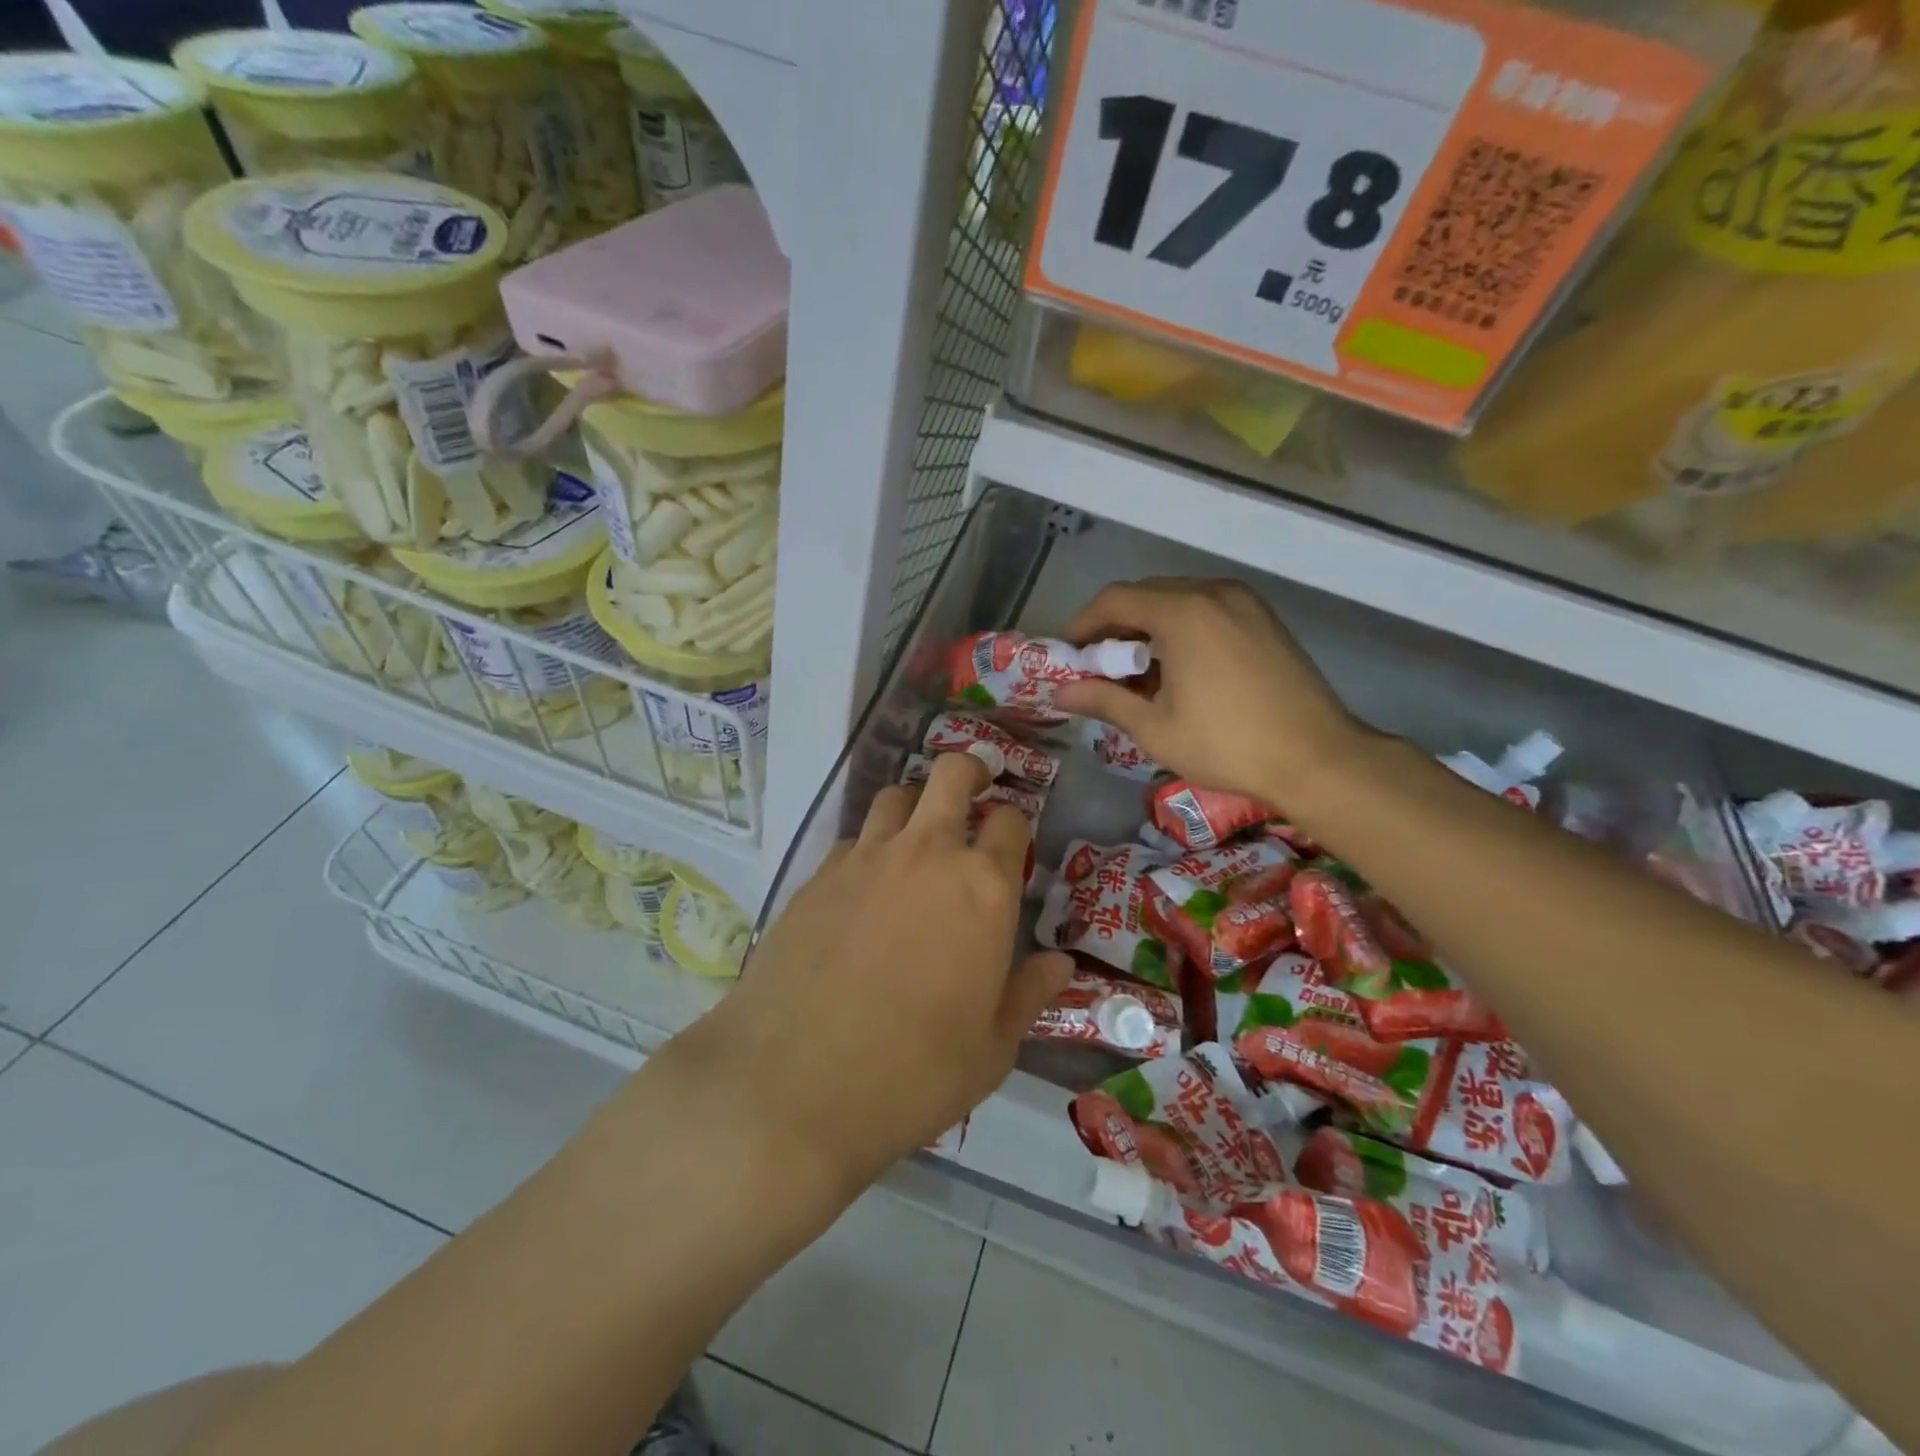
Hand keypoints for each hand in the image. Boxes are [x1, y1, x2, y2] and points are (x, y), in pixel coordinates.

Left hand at [687, 752, 1071, 1193]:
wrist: (793, 1083)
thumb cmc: (914, 1072)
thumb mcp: (992, 1048)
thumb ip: (1029, 994)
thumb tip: (1060, 963)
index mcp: (983, 888)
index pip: (1011, 822)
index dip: (1016, 824)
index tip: (1012, 841)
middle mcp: (927, 854)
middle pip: (952, 775)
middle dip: (970, 770)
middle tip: (977, 787)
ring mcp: (866, 858)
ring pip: (896, 795)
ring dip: (916, 801)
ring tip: (919, 830)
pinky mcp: (818, 875)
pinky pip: (854, 838)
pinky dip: (870, 844)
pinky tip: (866, 884)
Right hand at [1054, 577, 1366, 805]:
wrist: (1317, 757)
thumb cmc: (1227, 744)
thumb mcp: (1155, 728)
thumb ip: (1104, 701)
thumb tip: (1060, 694)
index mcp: (1182, 612)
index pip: (1115, 600)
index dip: (1083, 624)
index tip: (1068, 654)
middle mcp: (1212, 592)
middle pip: (1146, 595)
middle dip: (1115, 628)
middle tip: (1099, 668)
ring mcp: (1244, 602)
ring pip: (1178, 601)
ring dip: (1148, 629)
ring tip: (1137, 673)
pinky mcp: (1264, 618)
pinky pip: (1207, 610)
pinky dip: (1181, 630)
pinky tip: (1178, 669)